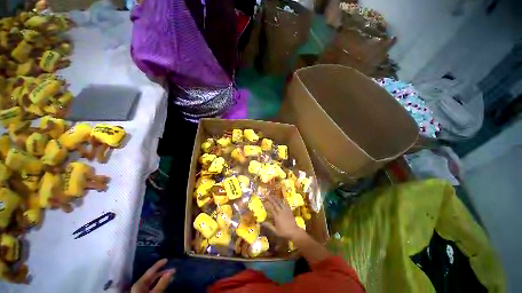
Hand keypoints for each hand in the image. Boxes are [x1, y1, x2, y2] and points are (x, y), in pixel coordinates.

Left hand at [131, 259, 175, 292]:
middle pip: (152, 277)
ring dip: (162, 279)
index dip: (159, 264)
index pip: (150, 271)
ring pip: (153, 282)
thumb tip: (170, 272)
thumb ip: (162, 283)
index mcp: (139, 283)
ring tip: (171, 277)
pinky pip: (152, 287)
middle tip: (174, 271)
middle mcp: (139, 285)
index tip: (167, 259)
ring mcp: (141, 291)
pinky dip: (159, 284)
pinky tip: (165, 284)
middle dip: (163, 273)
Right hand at [262, 195, 302, 240]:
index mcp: (277, 217)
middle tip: (267, 195)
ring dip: (276, 198)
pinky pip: (286, 203)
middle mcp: (281, 212)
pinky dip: (283, 200)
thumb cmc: (284, 232)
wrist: (294, 232)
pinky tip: (282, 198)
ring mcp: (285, 210)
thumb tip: (262, 222)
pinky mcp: (289, 210)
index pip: (271, 208)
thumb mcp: (275, 231)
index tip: (264, 201)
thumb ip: (269, 226)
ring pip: (280, 202)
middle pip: (275, 203)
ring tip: (272, 195)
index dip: (267, 204)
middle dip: (271, 199)